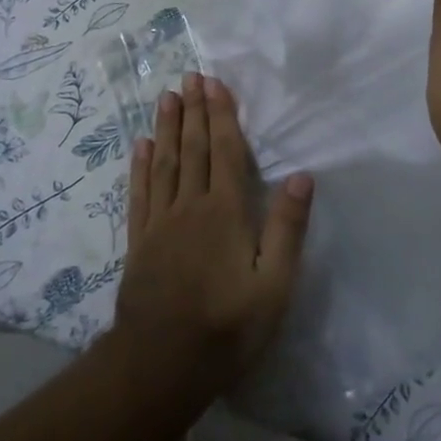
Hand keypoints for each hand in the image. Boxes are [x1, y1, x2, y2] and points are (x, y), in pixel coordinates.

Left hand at [112, 73, 312, 398]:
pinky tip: (141, 146)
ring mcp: (160, 222)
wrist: (160, 365)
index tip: (215, 83)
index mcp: (226, 212)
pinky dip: (141, 166)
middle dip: (194, 110)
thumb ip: (286, 229)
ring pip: (165, 162)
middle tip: (190, 76)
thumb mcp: (273, 286)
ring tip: (167, 97)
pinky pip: (140, 193)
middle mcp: (191, 206)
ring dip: (167, 127)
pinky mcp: (139, 241)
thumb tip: (302, 176)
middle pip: (194, 148)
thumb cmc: (227, 328)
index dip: (222, 115)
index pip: (226, 152)